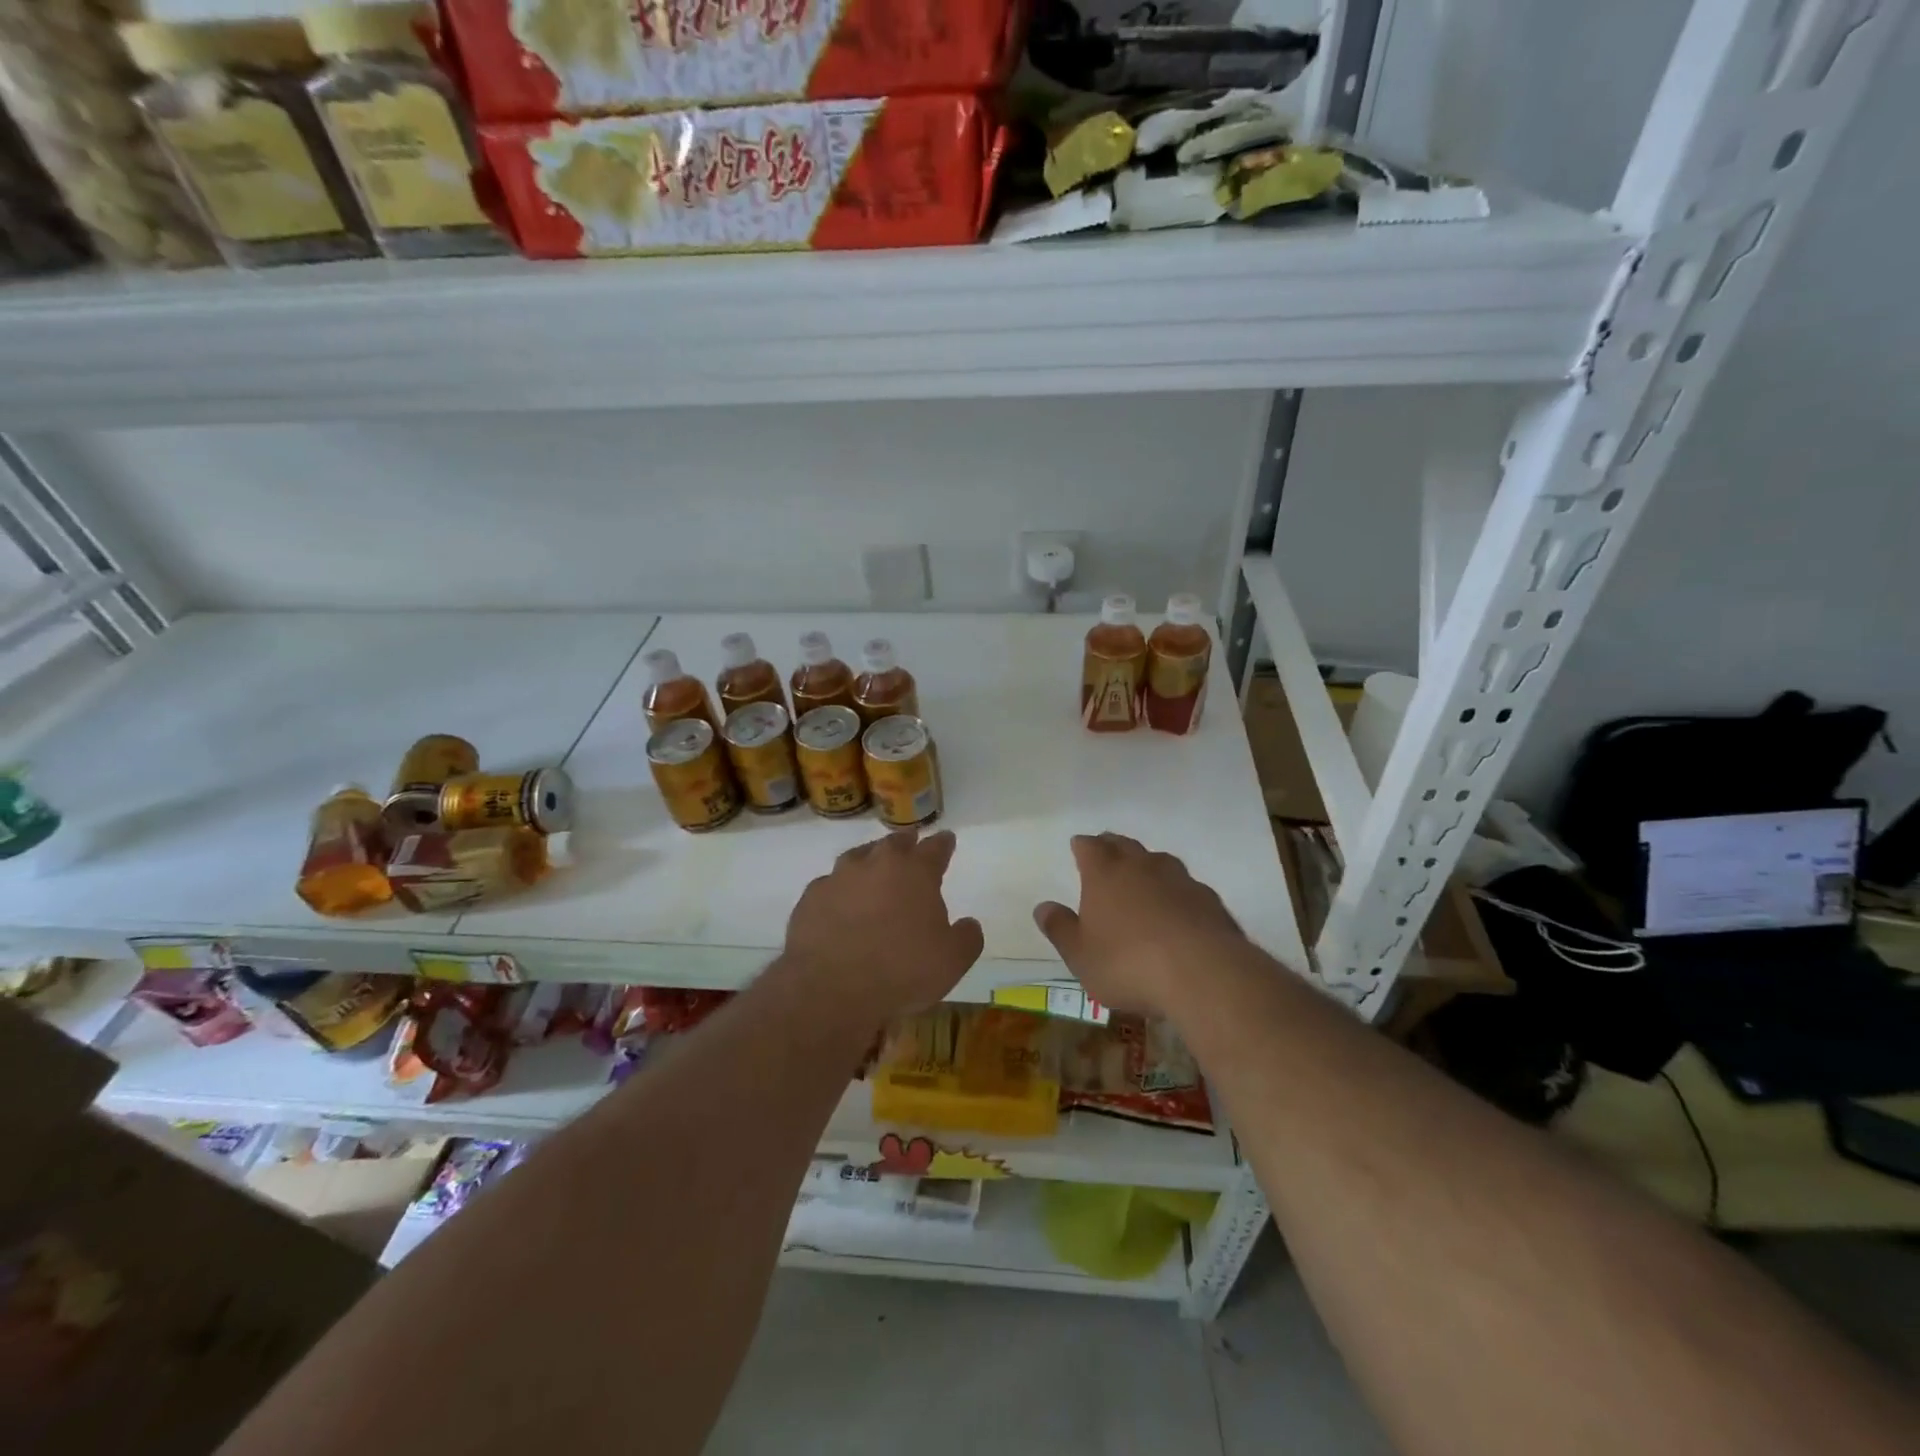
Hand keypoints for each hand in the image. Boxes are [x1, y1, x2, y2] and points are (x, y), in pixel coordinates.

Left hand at [782, 829, 984, 1024]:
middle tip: (910, 846)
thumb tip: (969, 924)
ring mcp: (839, 878)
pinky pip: (830, 886)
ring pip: (858, 857)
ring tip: (873, 870)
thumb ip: (967, 937)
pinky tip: (840, 905)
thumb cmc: (901, 971)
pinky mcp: (810, 898)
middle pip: (894, 844)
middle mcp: (877, 864)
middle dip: (906, 844)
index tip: (947, 839)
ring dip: (869, 861)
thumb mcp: (952, 961)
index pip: (935, 848)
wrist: (830, 989)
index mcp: (915, 872)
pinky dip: (839, 891)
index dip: (943, 844)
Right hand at [1034, 833, 1245, 1018]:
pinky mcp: (1209, 900)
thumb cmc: (1128, 964)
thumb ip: (1061, 929)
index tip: (1078, 845)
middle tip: (1106, 849)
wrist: (1202, 973)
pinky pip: (1186, 886)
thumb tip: (1043, 907)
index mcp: (1105, 874)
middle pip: (1124, 846)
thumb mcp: (1081, 956)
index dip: (1082, 846)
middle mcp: (1142, 866)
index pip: (1090, 847)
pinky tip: (1178, 907)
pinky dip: (1177, 891)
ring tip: (1143, 875)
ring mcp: (1180, 880)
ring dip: (1147, 865)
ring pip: (1159, 861)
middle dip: (1113, 846)